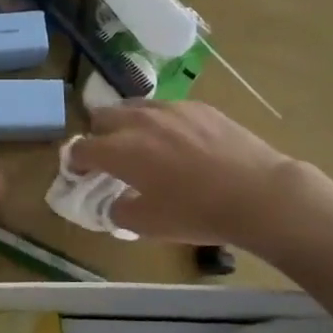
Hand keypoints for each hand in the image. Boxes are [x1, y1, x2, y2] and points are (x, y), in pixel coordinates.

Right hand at [67, 101, 298, 246]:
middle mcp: (139, 120)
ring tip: (142, 144)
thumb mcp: (149, 225)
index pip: (82, 148)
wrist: (257, 193)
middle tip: (109, 157)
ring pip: (135, 106)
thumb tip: (114, 201)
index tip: (79, 172)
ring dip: (128, 123)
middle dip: (98, 135)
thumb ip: (119, 211)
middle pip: (103, 116)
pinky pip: (167, 108)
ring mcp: (171, 108)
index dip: (75, 161)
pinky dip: (161, 122)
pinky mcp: (199, 106)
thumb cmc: (197, 213)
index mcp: (121, 149)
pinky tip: (179, 142)